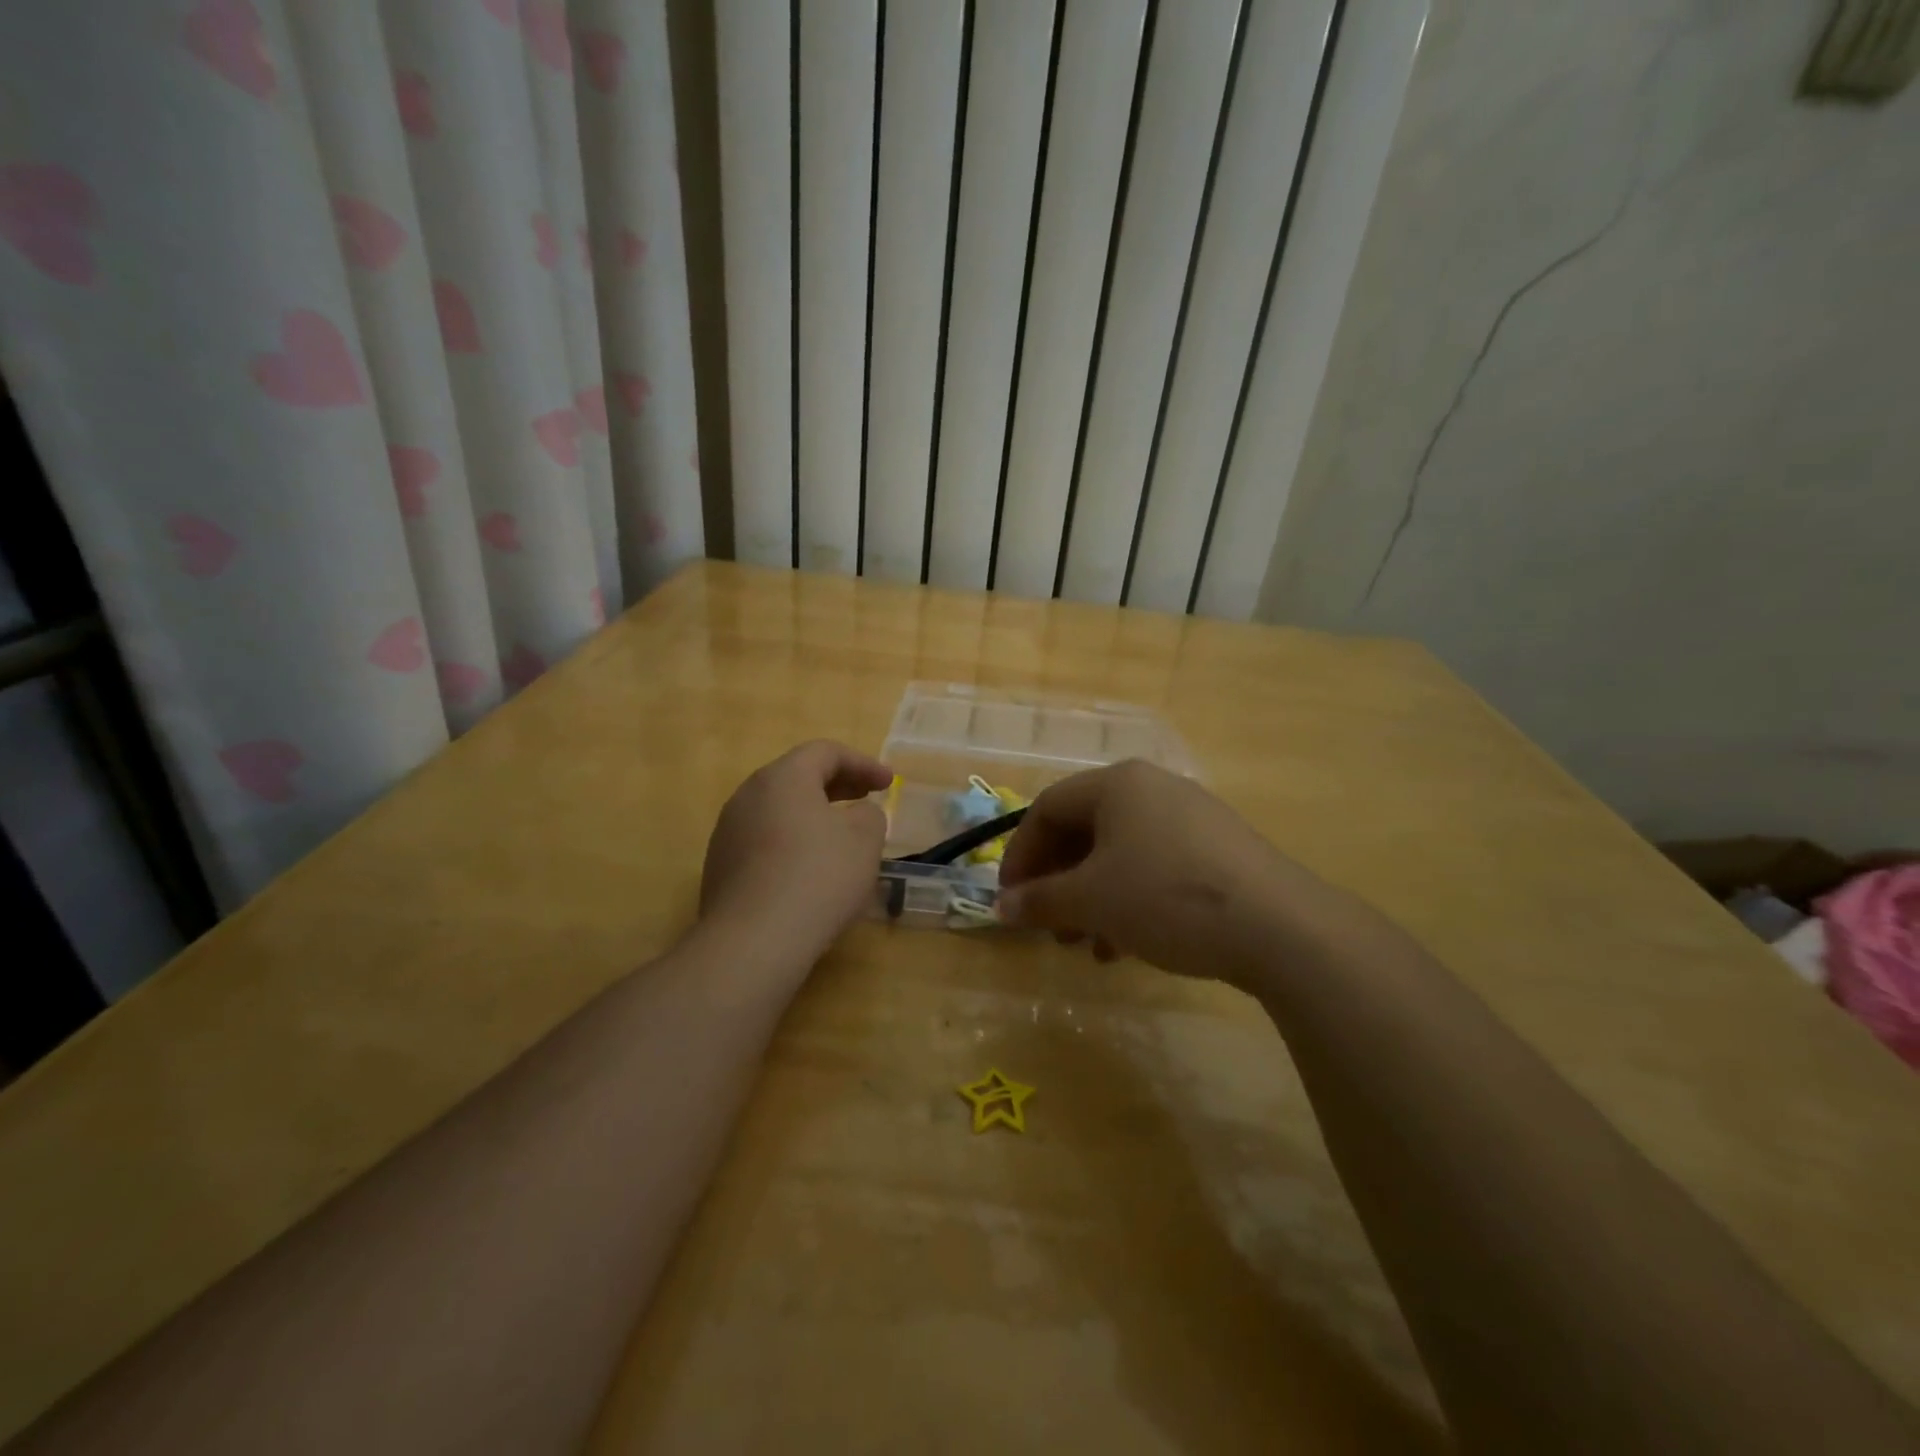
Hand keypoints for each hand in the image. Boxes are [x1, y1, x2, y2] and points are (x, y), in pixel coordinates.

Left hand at [700, 741, 892, 965]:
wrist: (754, 941)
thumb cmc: (818, 877)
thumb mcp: (864, 840)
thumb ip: (869, 815)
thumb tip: (856, 815)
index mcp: (783, 778)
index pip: (825, 752)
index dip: (863, 763)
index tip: (889, 783)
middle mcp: (748, 795)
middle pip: (797, 776)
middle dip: (838, 785)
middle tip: (866, 797)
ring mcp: (728, 831)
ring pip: (779, 809)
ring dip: (813, 814)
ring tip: (840, 835)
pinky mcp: (720, 865)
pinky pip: (764, 839)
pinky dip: (792, 841)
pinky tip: (810, 869)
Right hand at [998, 760, 1334, 986]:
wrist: (1278, 926)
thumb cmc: (1166, 897)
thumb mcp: (1092, 901)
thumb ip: (1040, 900)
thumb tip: (1000, 907)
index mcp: (1117, 784)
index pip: (1046, 809)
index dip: (1019, 854)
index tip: (1009, 899)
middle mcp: (1153, 789)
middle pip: (1084, 830)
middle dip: (1058, 882)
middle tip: (1048, 925)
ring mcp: (1191, 818)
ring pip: (1120, 853)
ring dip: (1092, 898)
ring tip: (1085, 944)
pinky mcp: (1219, 851)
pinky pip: (1155, 867)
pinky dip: (1130, 901)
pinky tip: (1128, 946)